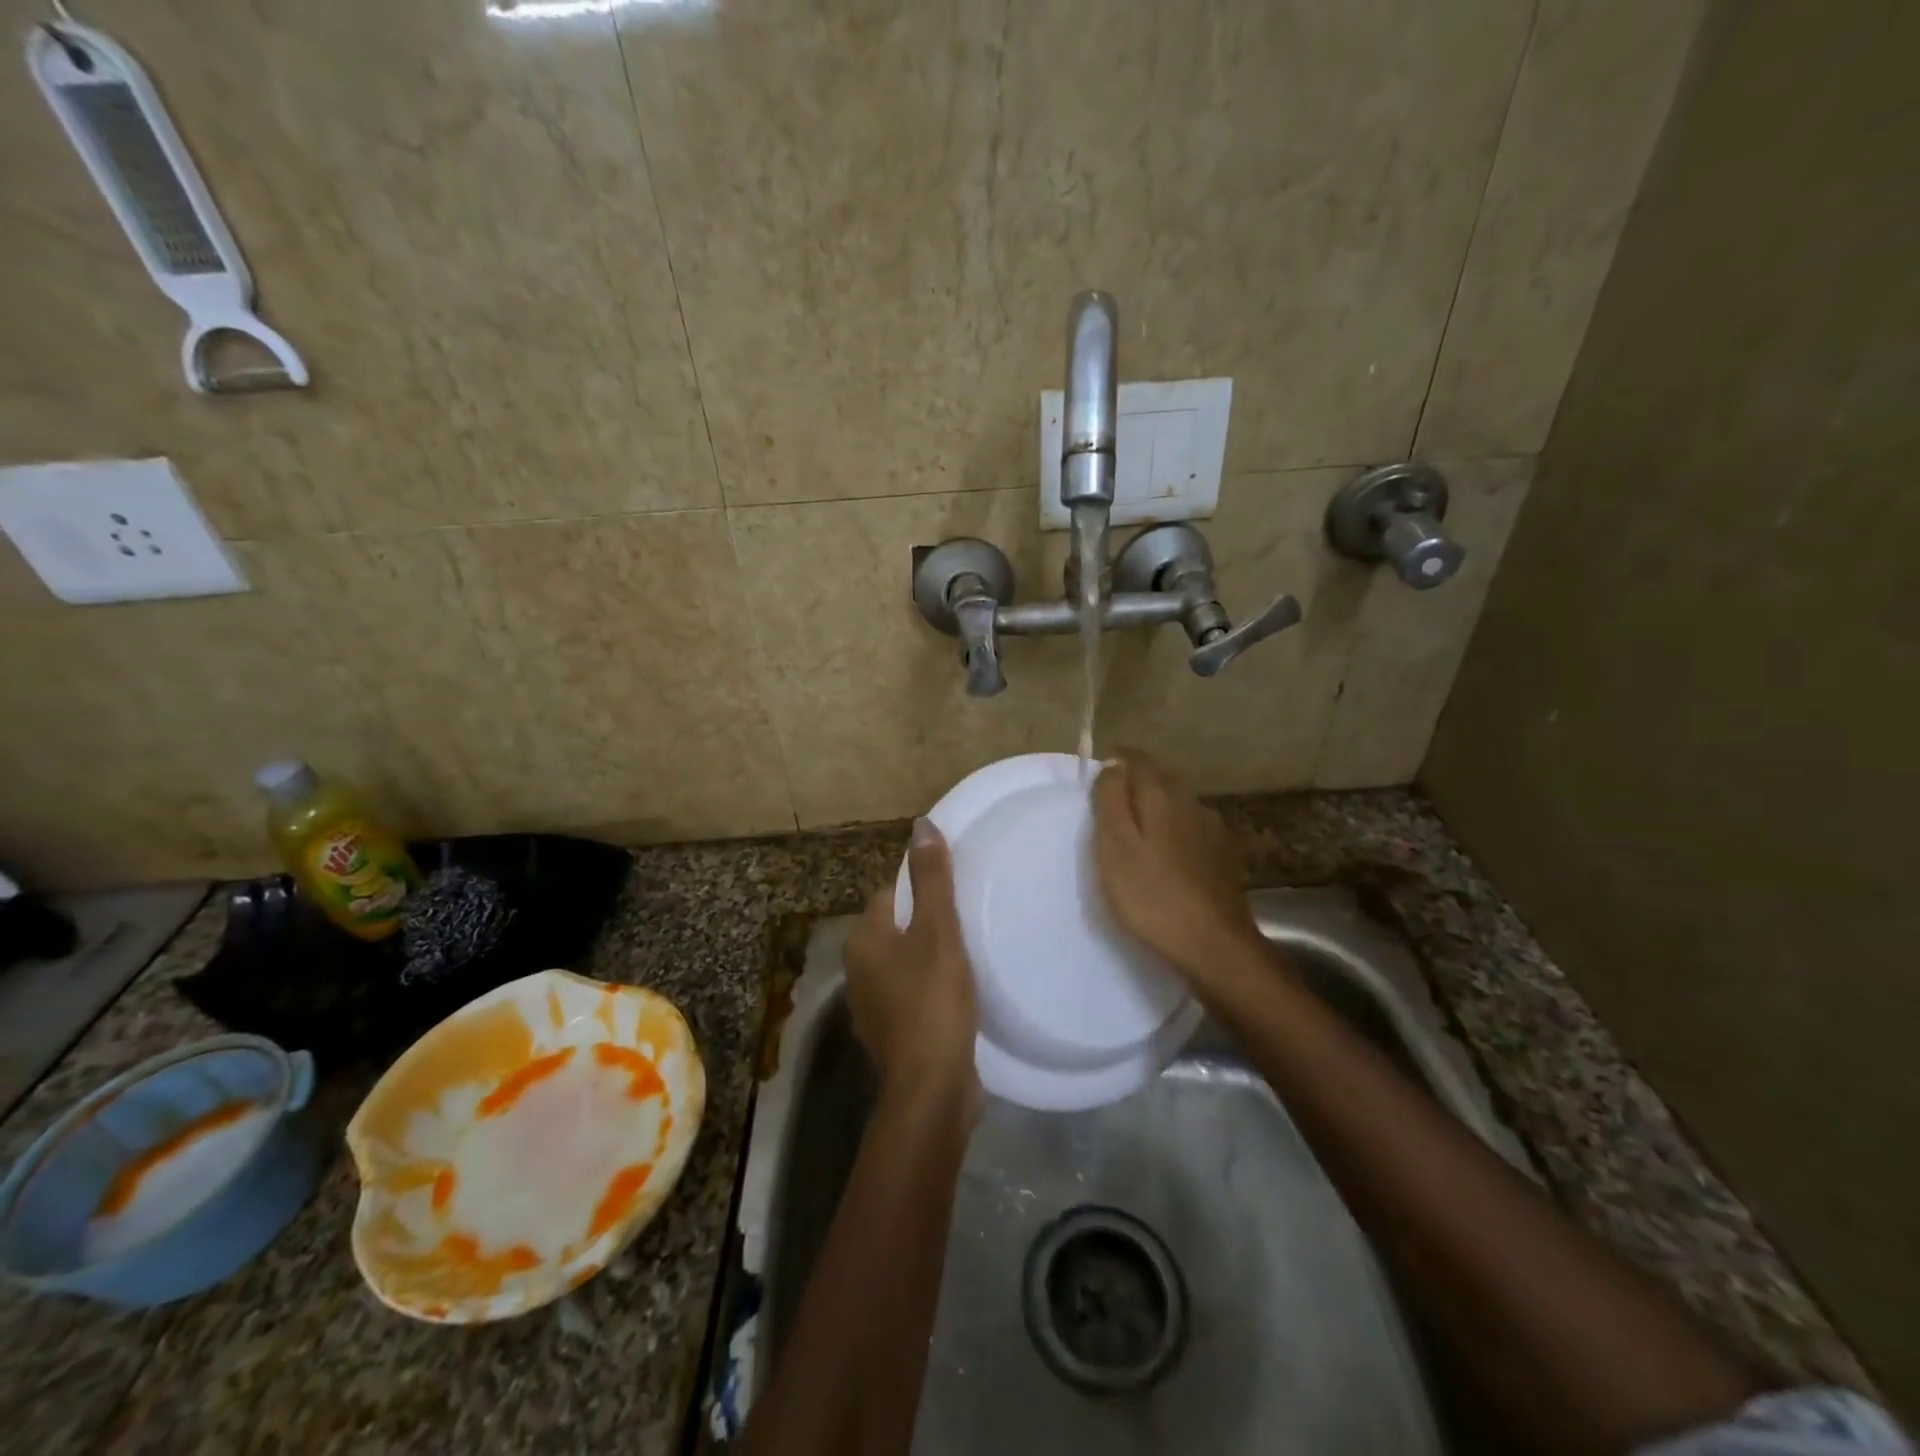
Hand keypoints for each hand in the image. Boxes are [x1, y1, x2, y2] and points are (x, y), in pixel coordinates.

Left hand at [845, 819, 981, 1116]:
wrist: (931, 1090)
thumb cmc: (932, 1001)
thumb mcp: (938, 932)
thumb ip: (931, 880)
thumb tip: (921, 825)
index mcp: (864, 942)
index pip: (890, 895)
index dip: (920, 887)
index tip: (955, 889)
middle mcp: (859, 972)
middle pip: (896, 929)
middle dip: (927, 922)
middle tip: (969, 916)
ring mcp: (874, 1007)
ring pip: (905, 964)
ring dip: (931, 956)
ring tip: (971, 950)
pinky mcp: (894, 1035)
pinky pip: (914, 995)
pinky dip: (933, 988)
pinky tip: (961, 992)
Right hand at [1092, 750, 1264, 982]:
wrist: (1214, 946)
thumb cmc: (1151, 895)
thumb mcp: (1115, 846)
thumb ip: (1111, 800)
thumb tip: (1113, 765)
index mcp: (1163, 795)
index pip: (1138, 760)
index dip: (1117, 760)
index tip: (1099, 769)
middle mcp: (1193, 802)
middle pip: (1161, 779)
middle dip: (1137, 783)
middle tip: (1111, 802)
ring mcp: (1214, 830)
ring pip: (1179, 805)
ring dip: (1158, 808)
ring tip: (1137, 831)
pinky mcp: (1226, 857)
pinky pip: (1193, 830)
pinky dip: (1176, 832)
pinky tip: (1168, 856)